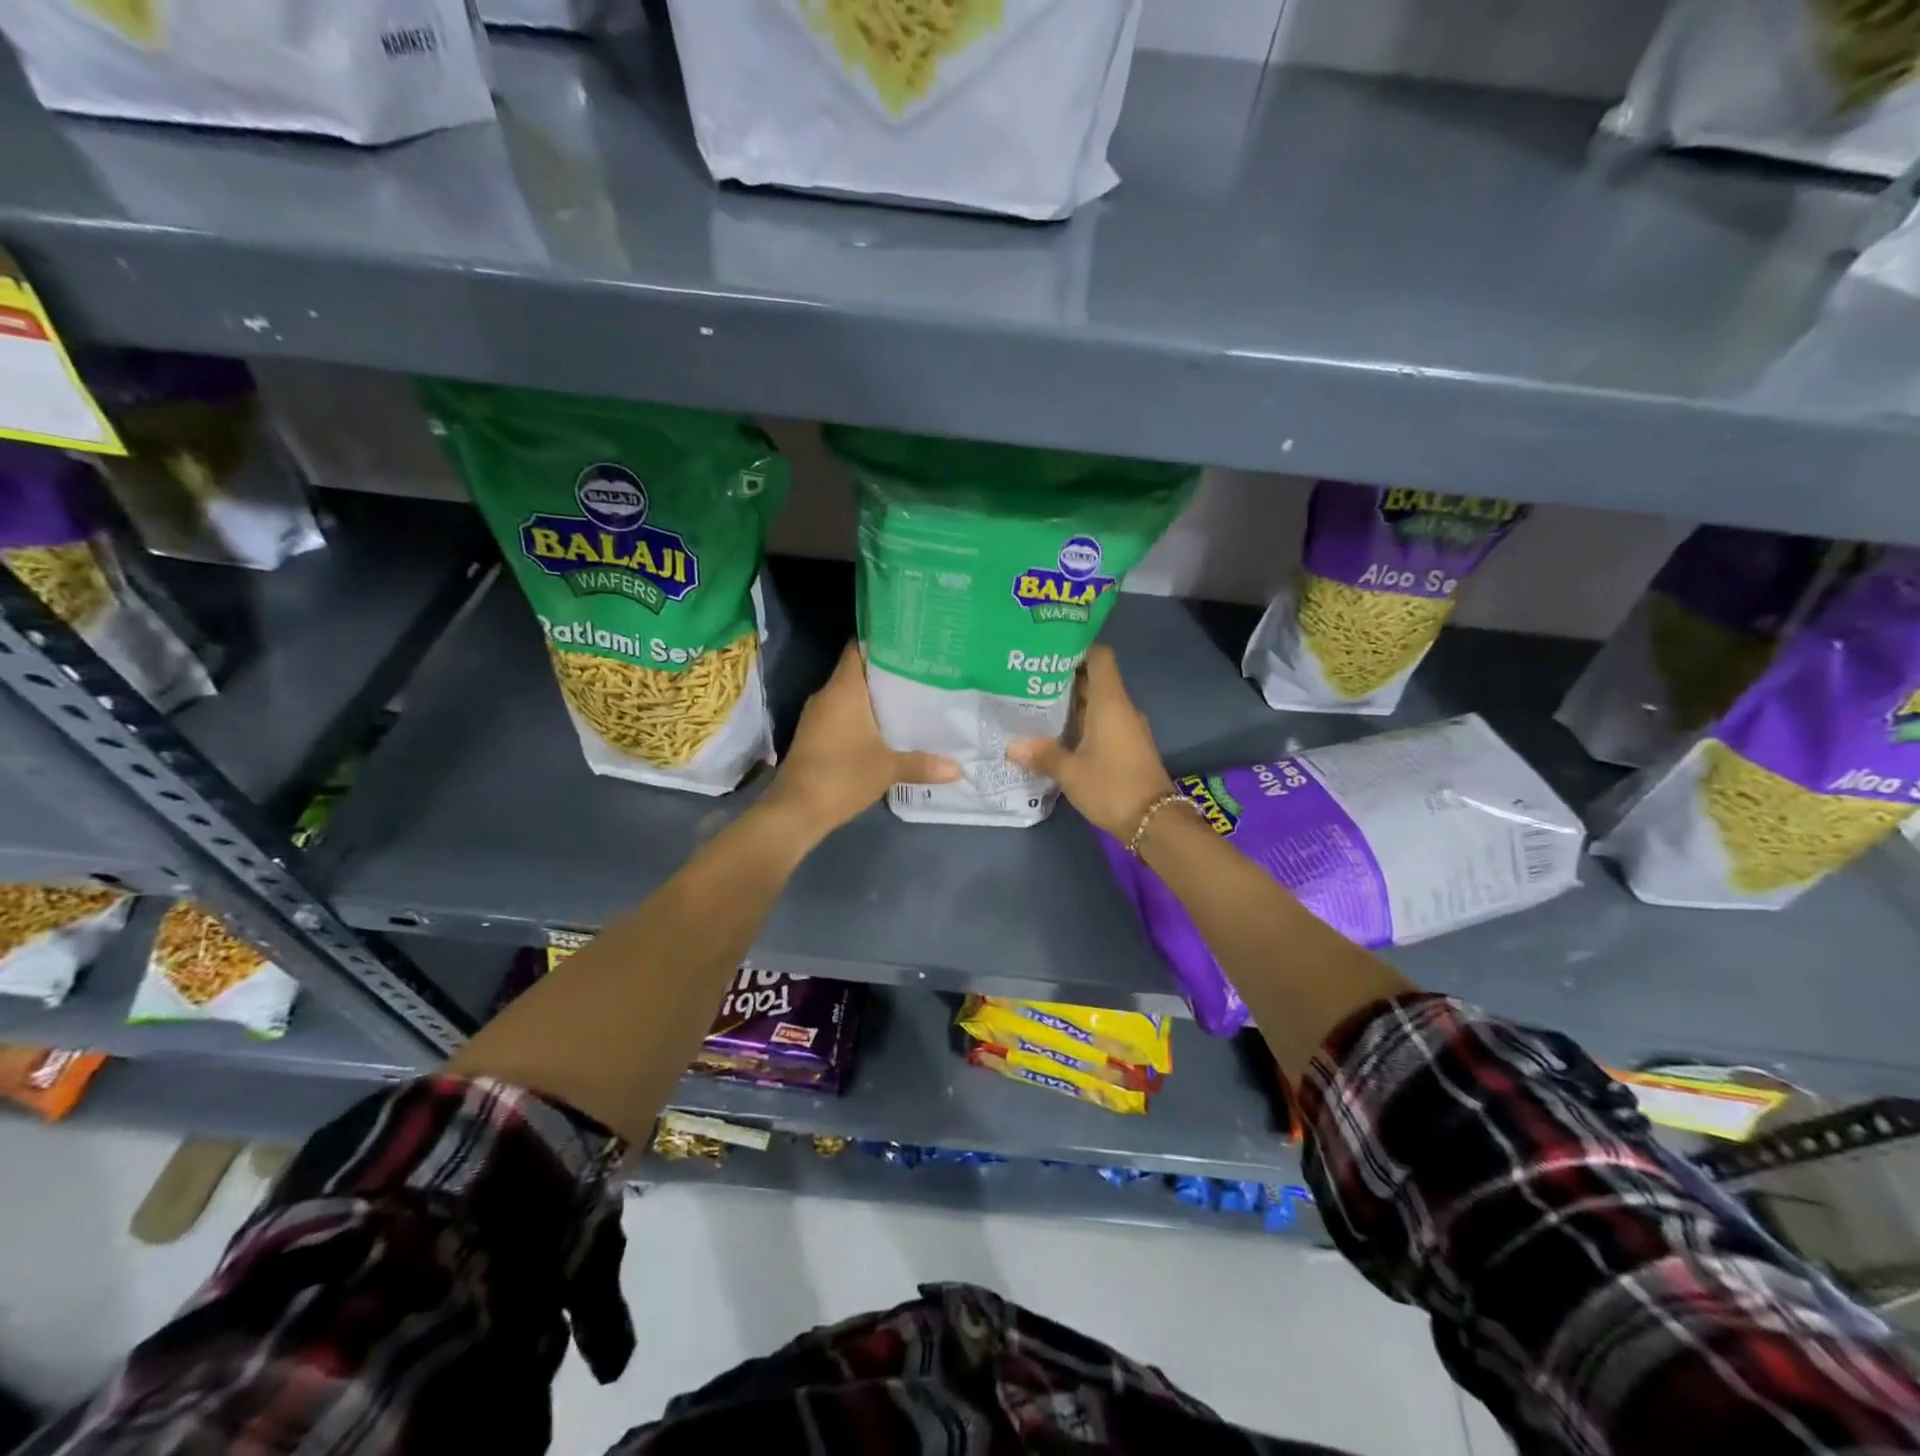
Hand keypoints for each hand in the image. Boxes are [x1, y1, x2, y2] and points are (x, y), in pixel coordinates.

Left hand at [763, 642, 959, 837]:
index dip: (882, 640)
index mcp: (843, 689)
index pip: (859, 648)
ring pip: (851, 694)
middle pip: (859, 671)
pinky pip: (844, 714)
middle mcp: (827, 695)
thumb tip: (958, 768)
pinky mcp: (816, 736)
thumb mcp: (888, 769)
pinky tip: (888, 726)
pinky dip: (864, 715)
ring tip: (913, 695)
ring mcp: (818, 716)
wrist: (795, 811)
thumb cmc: (841, 777)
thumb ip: (923, 764)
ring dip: (876, 696)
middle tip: (924, 670)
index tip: (911, 641)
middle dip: (888, 670)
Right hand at [1007, 646, 1174, 840]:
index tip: (1047, 650)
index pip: (1099, 656)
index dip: (1076, 647)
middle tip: (1027, 679)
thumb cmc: (1112, 787)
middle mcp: (1121, 708)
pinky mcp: (1127, 746)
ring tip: (1034, 704)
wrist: (1155, 822)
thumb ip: (1043, 755)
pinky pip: (1101, 723)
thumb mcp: (1071, 772)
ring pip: (1096, 703)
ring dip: (1069, 703)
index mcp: (1110, 702)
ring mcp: (1126, 727)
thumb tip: (1012, 747)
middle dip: (1062, 678)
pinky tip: (1055, 734)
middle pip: (1093, 679)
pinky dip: (1080, 723)